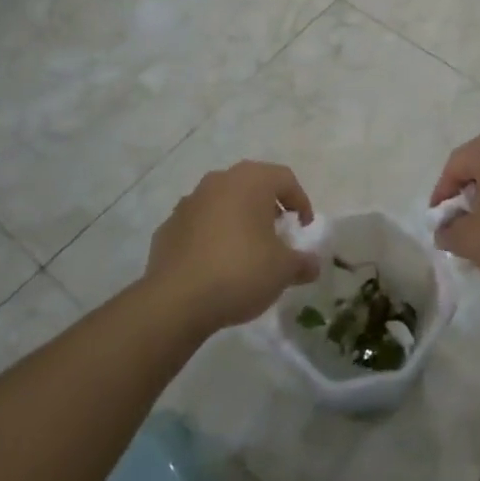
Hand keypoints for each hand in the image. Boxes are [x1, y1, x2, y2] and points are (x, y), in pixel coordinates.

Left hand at [144, 161, 319, 334]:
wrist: (176, 301)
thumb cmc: (240, 272)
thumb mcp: (283, 270)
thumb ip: (303, 262)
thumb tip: (312, 264)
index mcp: (250, 181)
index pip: (285, 179)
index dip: (301, 202)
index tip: (304, 228)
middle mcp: (218, 182)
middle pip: (252, 185)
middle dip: (268, 207)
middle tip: (278, 233)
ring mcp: (188, 202)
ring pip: (223, 202)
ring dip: (238, 219)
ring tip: (246, 249)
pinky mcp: (167, 227)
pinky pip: (199, 224)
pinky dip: (211, 236)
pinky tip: (216, 264)